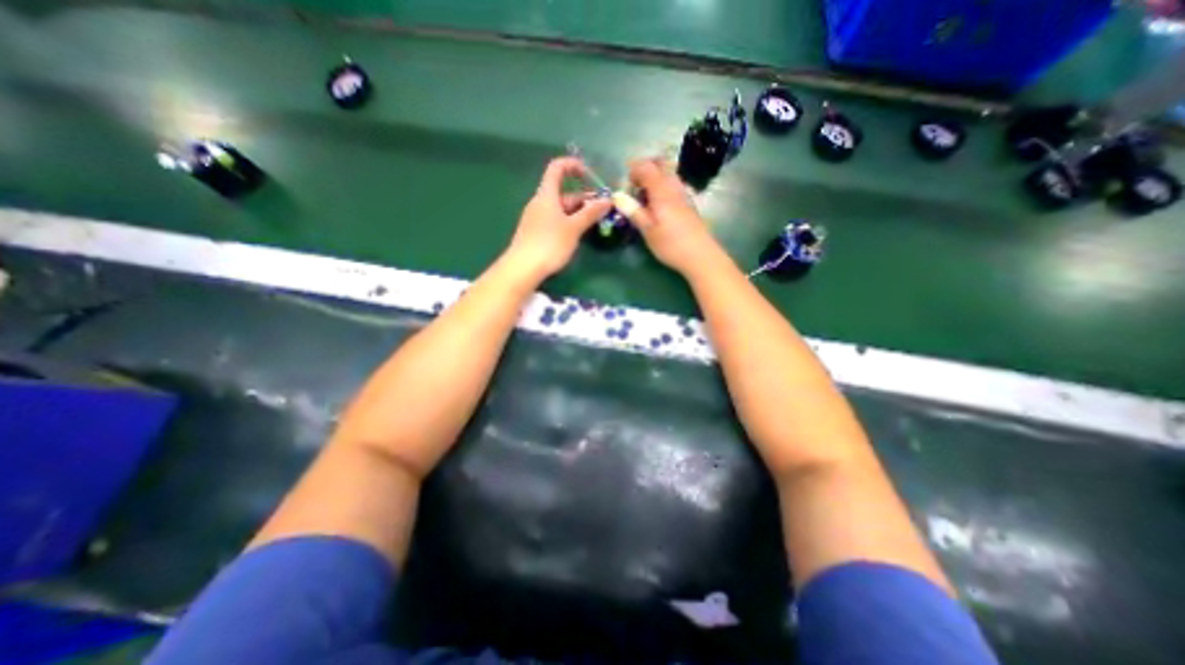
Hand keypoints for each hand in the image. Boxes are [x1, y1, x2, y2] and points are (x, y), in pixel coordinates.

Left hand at [504, 156, 610, 276]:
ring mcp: (536, 218)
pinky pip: (554, 220)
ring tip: (593, 222)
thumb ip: (590, 213)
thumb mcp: (574, 228)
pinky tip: (577, 234)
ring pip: (559, 208)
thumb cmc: (549, 244)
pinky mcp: (535, 232)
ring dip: (577, 211)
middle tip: (601, 209)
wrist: (523, 268)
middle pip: (562, 192)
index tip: (589, 174)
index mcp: (546, 195)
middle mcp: (539, 203)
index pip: (557, 168)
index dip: (573, 165)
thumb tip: (607, 200)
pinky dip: (568, 222)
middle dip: (583, 197)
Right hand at [622, 158, 720, 273]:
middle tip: (634, 186)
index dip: (633, 170)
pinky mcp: (688, 203)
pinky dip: (662, 187)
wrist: (700, 255)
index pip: (647, 167)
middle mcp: (674, 187)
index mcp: (662, 191)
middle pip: (660, 165)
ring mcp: (684, 194)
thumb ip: (633, 211)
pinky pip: (673, 185)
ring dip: (654, 178)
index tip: (625, 183)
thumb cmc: (670, 244)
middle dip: (645, 169)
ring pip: (668, 174)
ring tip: (644, 197)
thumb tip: (617, 196)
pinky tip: (658, 206)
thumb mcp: (648, 230)